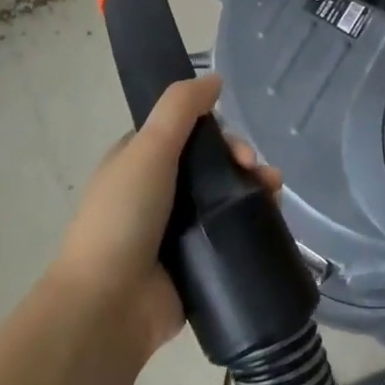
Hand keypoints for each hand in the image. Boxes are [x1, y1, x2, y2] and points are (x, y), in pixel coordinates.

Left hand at [52, 74, 281, 360]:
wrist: (109, 306)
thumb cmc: (124, 217)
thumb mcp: (147, 148)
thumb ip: (180, 107)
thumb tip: (214, 78)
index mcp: (139, 161)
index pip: (188, 133)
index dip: (218, 133)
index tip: (237, 149)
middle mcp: (157, 192)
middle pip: (211, 165)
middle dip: (242, 163)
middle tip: (260, 175)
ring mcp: (175, 232)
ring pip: (224, 200)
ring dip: (254, 192)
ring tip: (276, 197)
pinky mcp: (194, 265)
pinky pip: (229, 237)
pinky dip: (251, 228)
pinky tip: (273, 224)